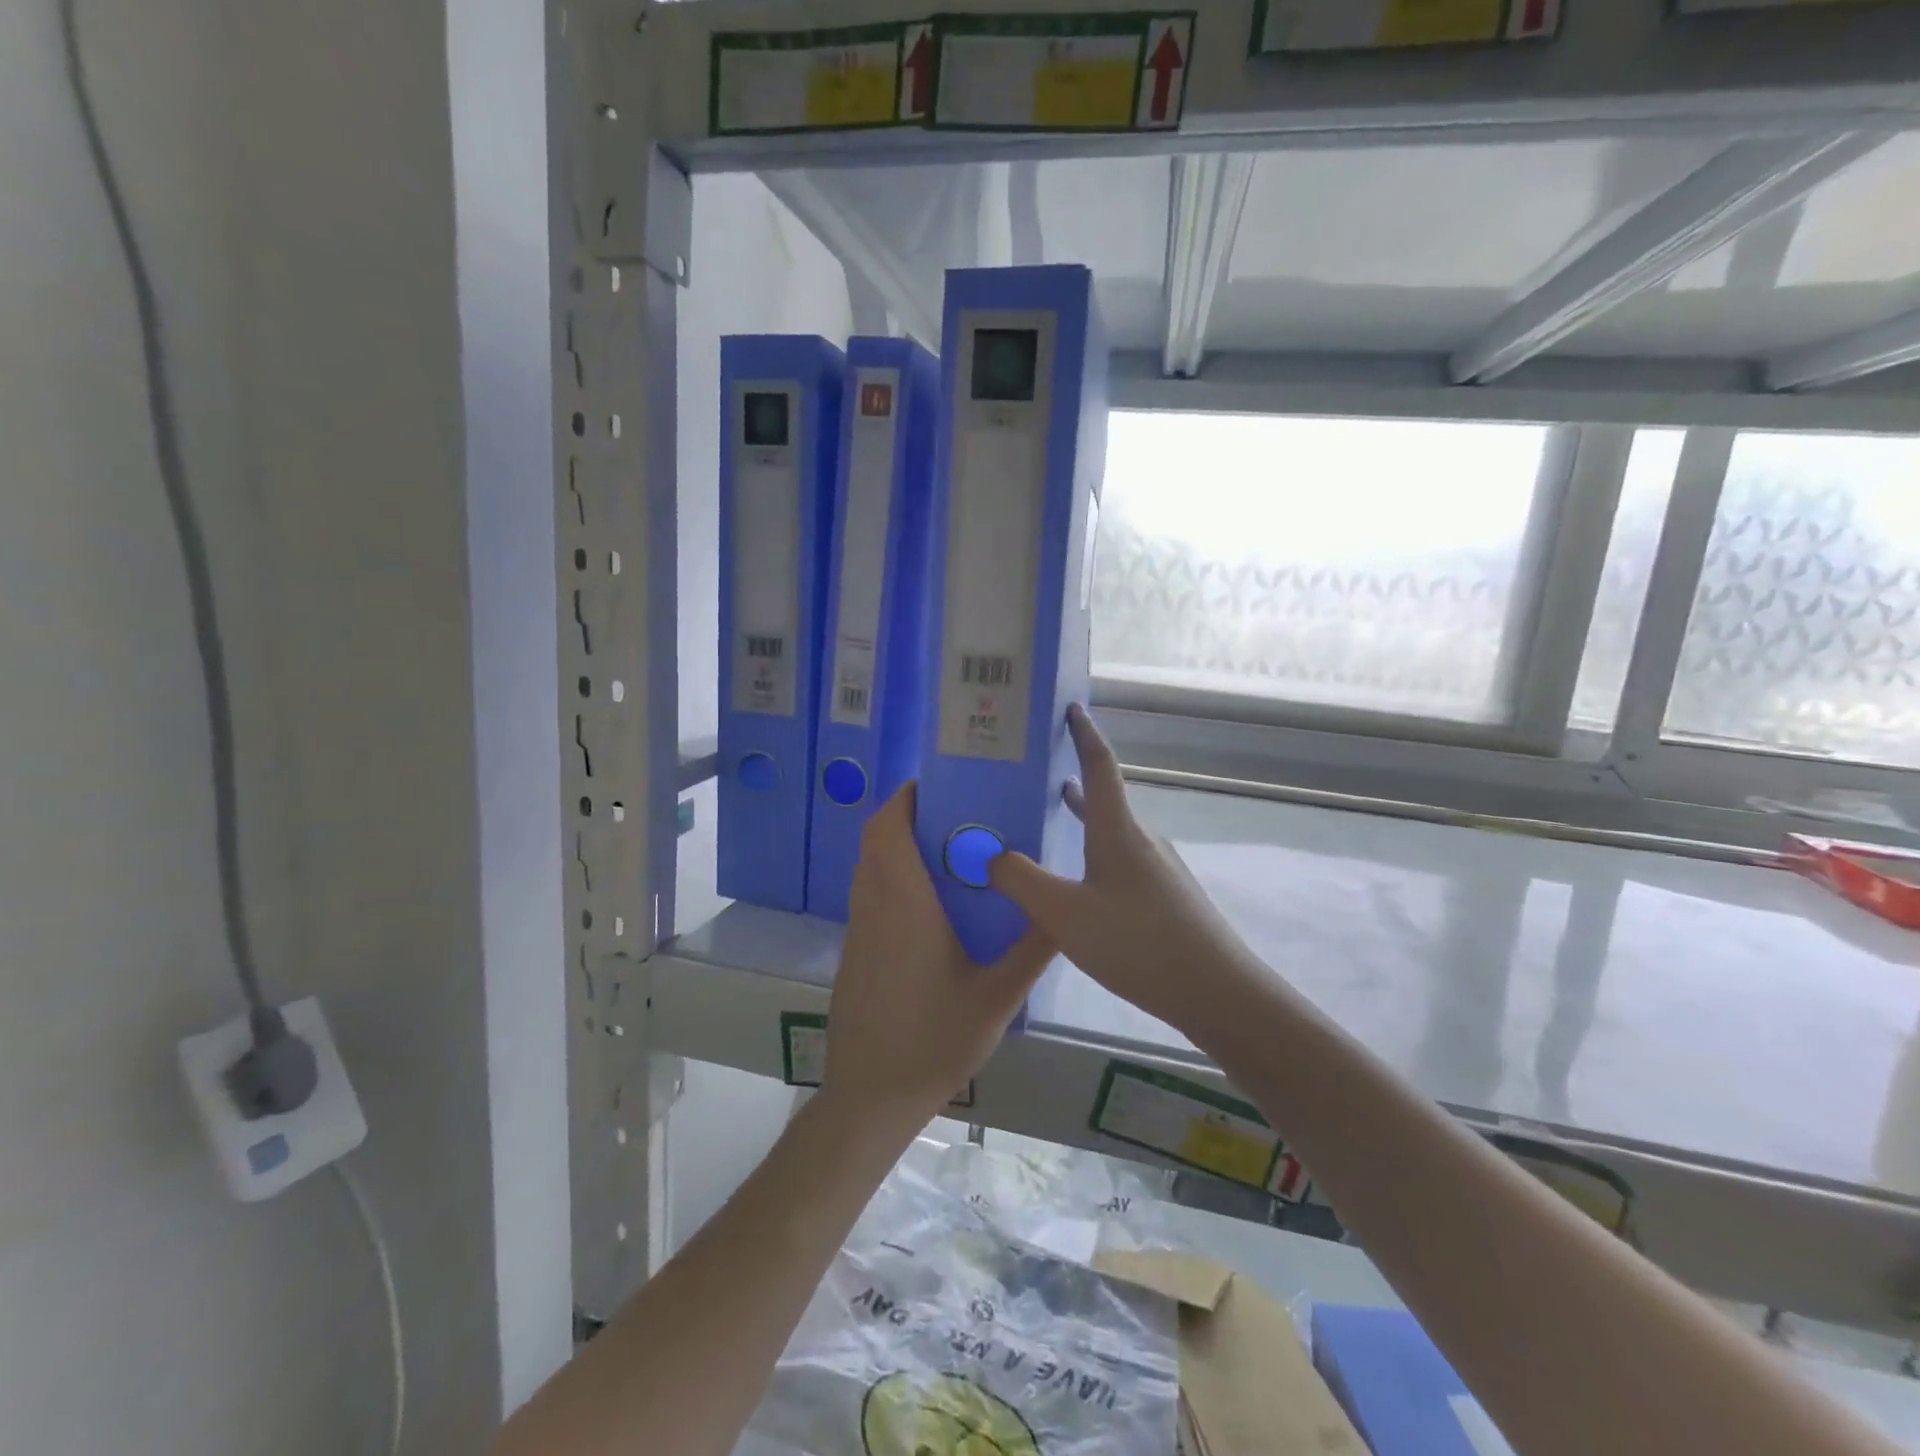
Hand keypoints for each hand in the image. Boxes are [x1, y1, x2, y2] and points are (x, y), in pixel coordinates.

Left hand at [822, 783, 1053, 1138]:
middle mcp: (874, 907)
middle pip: (875, 841)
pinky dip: (891, 877)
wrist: (870, 1097)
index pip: (888, 830)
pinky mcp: (855, 952)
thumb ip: (1031, 950)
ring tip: (946, 850)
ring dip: (897, 846)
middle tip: (953, 813)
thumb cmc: (933, 1042)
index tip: (936, 784)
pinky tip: (930, 904)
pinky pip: (869, 895)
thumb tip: (1062, 910)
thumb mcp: (996, 999)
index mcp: (904, 906)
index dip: (904, 798)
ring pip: (869, 867)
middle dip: (906, 816)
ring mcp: (858, 930)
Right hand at [989, 705, 1264, 1040]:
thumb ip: (1022, 881)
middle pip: (1104, 799)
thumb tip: (992, 856)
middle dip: (1072, 781)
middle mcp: (1141, 839)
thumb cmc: (1137, 942)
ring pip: (1112, 833)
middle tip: (1034, 776)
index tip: (1072, 707)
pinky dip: (1094, 854)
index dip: (1084, 734)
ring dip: (1083, 820)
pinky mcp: (1167, 897)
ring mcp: (1159, 869)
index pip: (1099, 765)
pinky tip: (1082, 886)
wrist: (1216, 991)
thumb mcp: (1065, 914)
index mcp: (1118, 830)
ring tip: (1052, 818)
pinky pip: (1122, 861)